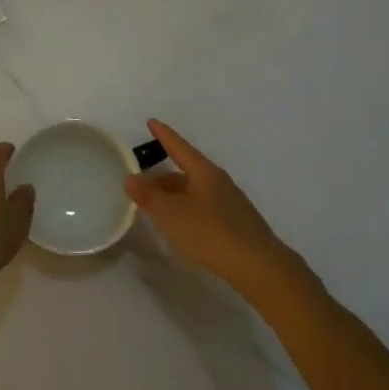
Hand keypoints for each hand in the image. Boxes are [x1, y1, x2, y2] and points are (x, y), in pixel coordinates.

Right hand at [126, 119, 295, 289]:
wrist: (258, 267)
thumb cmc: (210, 233)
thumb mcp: (171, 214)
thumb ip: (148, 195)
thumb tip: (130, 177)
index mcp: (204, 173)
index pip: (179, 147)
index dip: (164, 135)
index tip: (151, 122)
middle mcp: (219, 183)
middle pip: (186, 172)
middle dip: (163, 176)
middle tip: (142, 183)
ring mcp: (230, 204)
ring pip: (195, 192)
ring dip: (174, 196)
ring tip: (156, 208)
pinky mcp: (236, 225)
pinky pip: (204, 209)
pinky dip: (186, 211)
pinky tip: (180, 227)